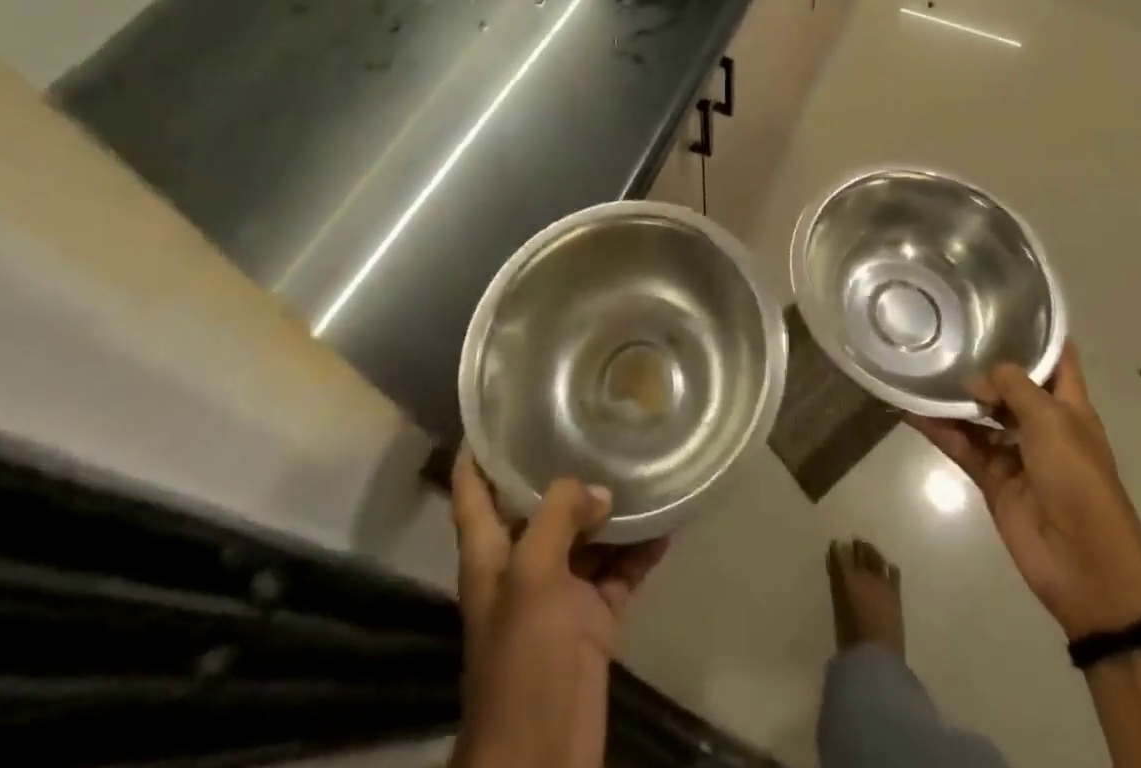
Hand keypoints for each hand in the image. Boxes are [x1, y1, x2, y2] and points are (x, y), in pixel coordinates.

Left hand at [450, 449, 668, 767]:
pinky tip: (668, 521)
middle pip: (537, 504)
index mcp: (489, 552)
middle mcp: (521, 564)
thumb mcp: (531, 574)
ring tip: (641, 460)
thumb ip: (559, 516)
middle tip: (593, 418)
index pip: (472, 487)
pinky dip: (641, 549)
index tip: (498, 406)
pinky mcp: (593, 619)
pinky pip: (620, 570)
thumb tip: (599, 492)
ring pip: (586, 534)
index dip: (478, 447)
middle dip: (561, 467)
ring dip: (611, 507)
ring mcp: (559, 593)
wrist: (542, 757)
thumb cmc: (521, 658)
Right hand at [910, 344, 1140, 638]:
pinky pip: (960, 444)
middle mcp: (1041, 423)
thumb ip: (1012, 387)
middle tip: (944, 327)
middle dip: (982, 360)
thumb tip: (977, 377)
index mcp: (1068, 405)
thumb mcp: (1051, 421)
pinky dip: (937, 428)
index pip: (1056, 357)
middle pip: (1009, 383)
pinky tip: (909, 408)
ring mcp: (1015, 450)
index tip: (1002, 301)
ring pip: (979, 413)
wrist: (1085, 565)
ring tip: (920, 363)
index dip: (1037, 330)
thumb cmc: (1078, 481)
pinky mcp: (992, 477)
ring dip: (954, 395)